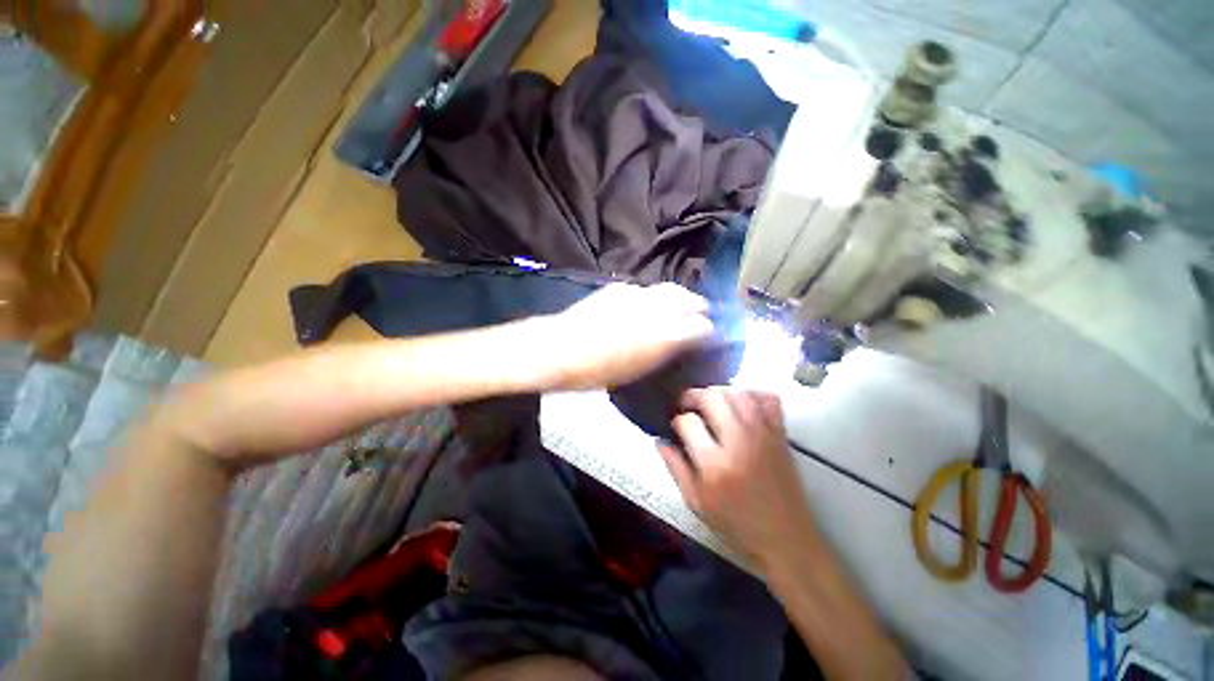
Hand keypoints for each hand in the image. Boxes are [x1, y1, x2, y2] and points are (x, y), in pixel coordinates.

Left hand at [539, 283, 714, 389]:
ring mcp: (638, 294)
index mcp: (666, 334)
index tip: (709, 338)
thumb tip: (681, 344)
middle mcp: (658, 308)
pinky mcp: (619, 288)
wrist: (561, 348)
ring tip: (677, 308)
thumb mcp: (639, 370)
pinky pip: (645, 290)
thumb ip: (665, 352)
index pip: (703, 326)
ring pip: (670, 289)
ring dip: (679, 298)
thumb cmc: (599, 371)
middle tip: (701, 316)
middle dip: (700, 308)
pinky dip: (652, 298)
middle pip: (692, 299)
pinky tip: (644, 307)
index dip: (709, 332)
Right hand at [658, 388, 817, 567]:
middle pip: (712, 398)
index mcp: (715, 464)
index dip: (677, 420)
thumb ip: (676, 468)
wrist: (786, 539)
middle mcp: (739, 441)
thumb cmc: (737, 525)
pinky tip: (741, 403)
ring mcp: (763, 434)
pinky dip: (753, 394)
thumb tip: (660, 441)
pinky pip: (768, 399)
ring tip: (711, 403)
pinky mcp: (780, 434)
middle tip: (687, 405)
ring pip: (738, 392)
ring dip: (719, 391)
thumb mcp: (697, 503)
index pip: (688, 422)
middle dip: (693, 396)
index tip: (676, 427)